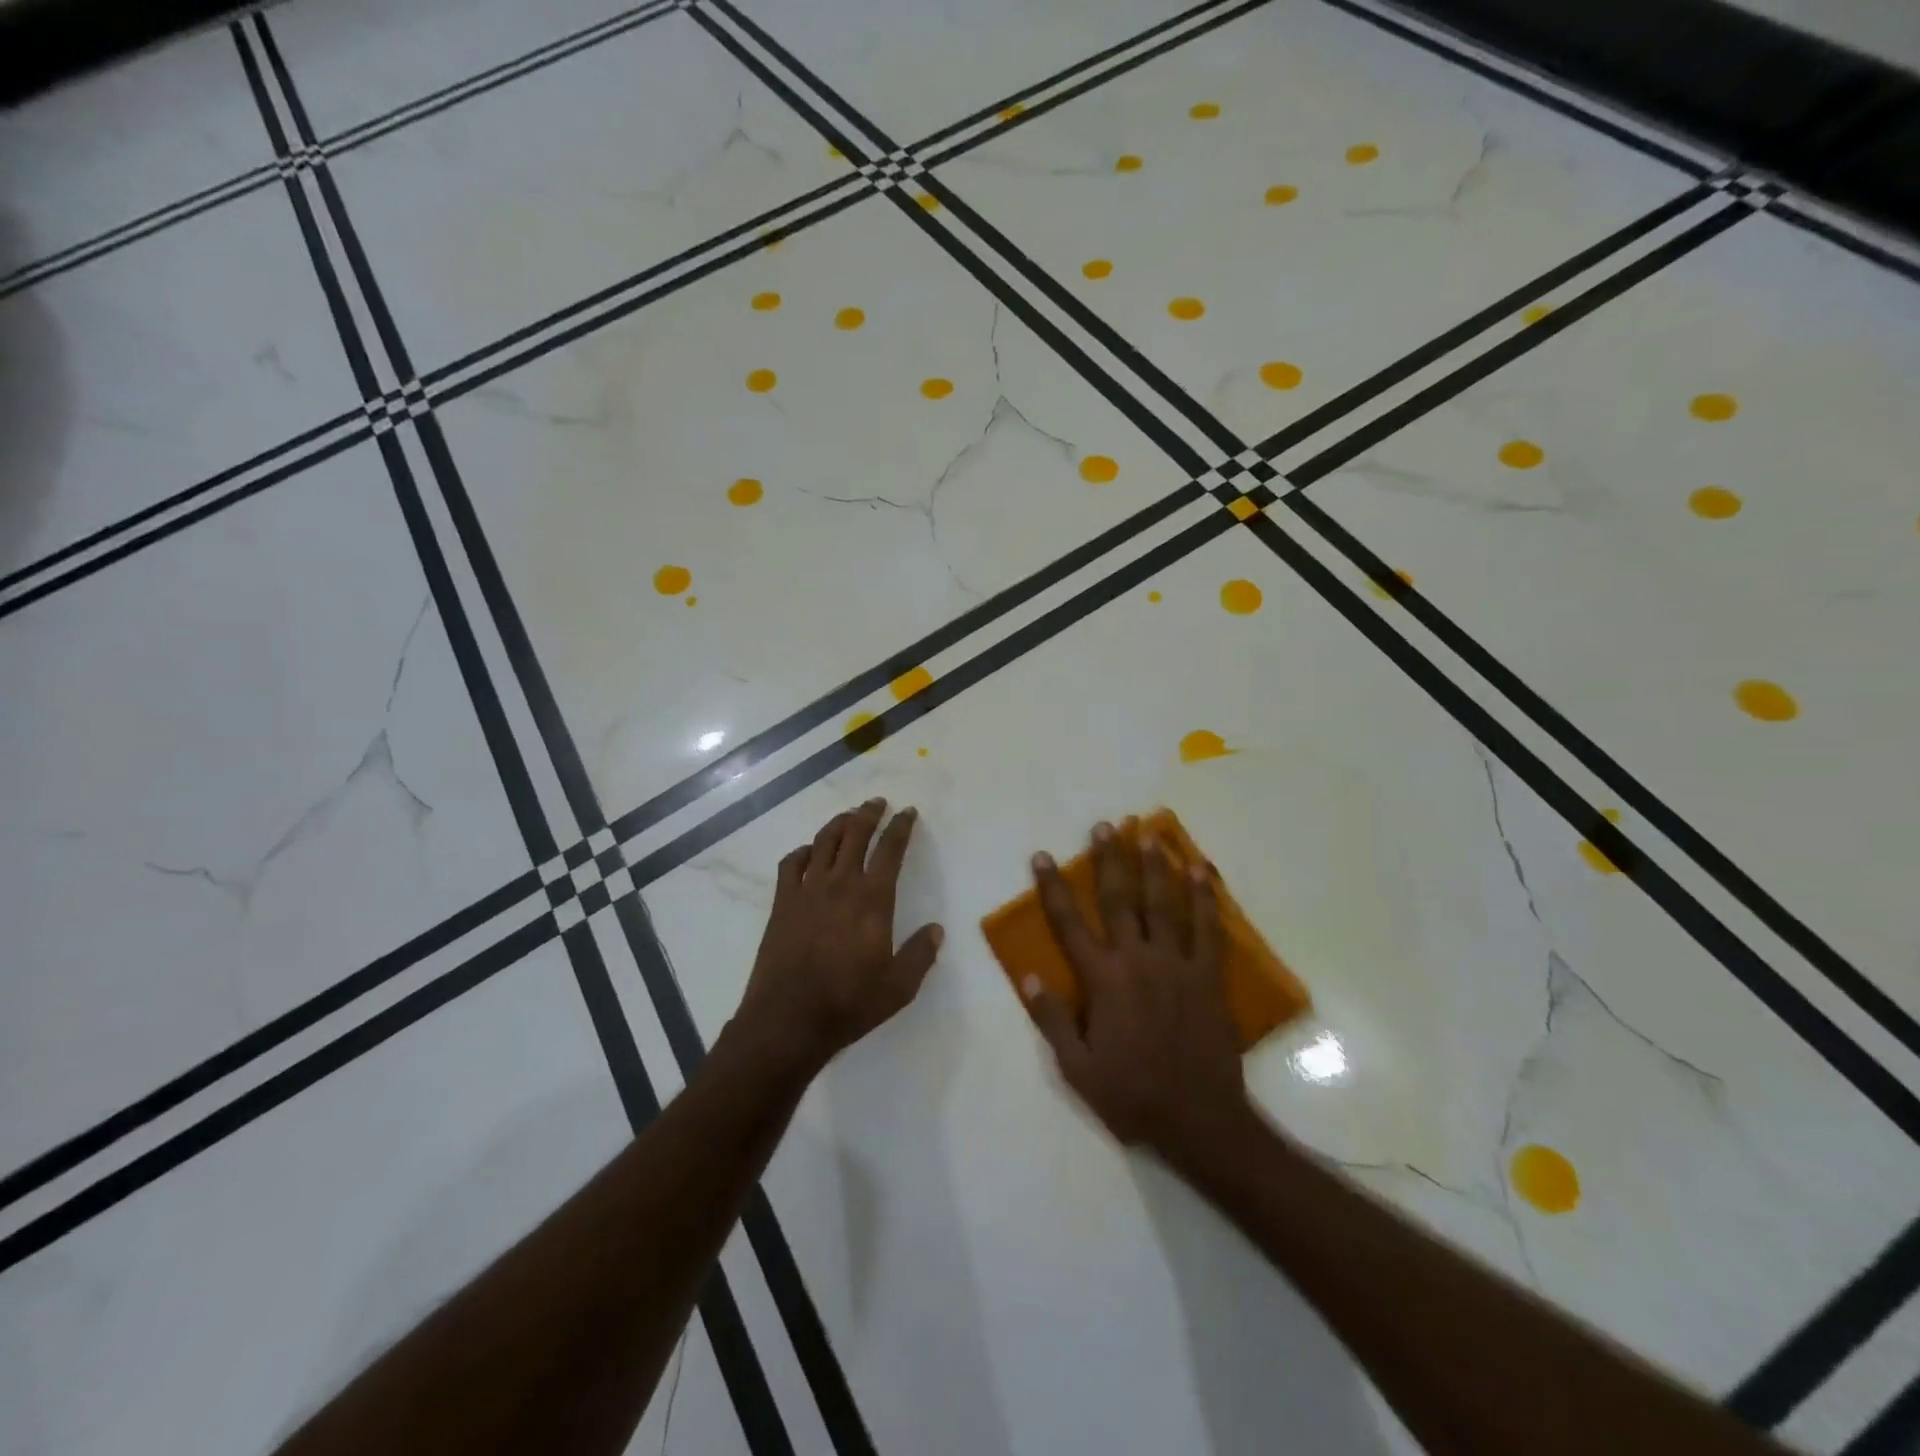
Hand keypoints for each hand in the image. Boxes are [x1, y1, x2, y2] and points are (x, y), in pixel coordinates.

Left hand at [733, 798, 943, 1078]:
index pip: (890, 849)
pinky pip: (791, 864)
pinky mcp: (782, 904)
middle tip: (877, 802)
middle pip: (855, 834)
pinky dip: (803, 851)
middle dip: (869, 813)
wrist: (788, 1020)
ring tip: (849, 816)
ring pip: (823, 842)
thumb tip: (936, 930)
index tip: (908, 812)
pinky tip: (809, 853)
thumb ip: (921, 955)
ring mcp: (807, 891)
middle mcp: (840, 884)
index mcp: (872, 899)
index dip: (901, 827)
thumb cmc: (849, 1004)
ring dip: (839, 823)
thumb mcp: (899, 987)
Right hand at [1025, 822, 1253, 1170]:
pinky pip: (1208, 928)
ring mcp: (1177, 965)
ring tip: (1149, 833)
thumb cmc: (1132, 1095)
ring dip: (1154, 866)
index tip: (1042, 856)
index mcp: (1103, 981)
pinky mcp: (1208, 976)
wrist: (1200, 1121)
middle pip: (1119, 900)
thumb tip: (1027, 975)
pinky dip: (1206, 897)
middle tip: (1104, 826)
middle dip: (1109, 860)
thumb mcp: (1077, 1068)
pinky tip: (1202, 871)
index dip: (1053, 888)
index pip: (1069, 924)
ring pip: (1163, 904)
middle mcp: (1138, 961)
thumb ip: (1051, 1019)